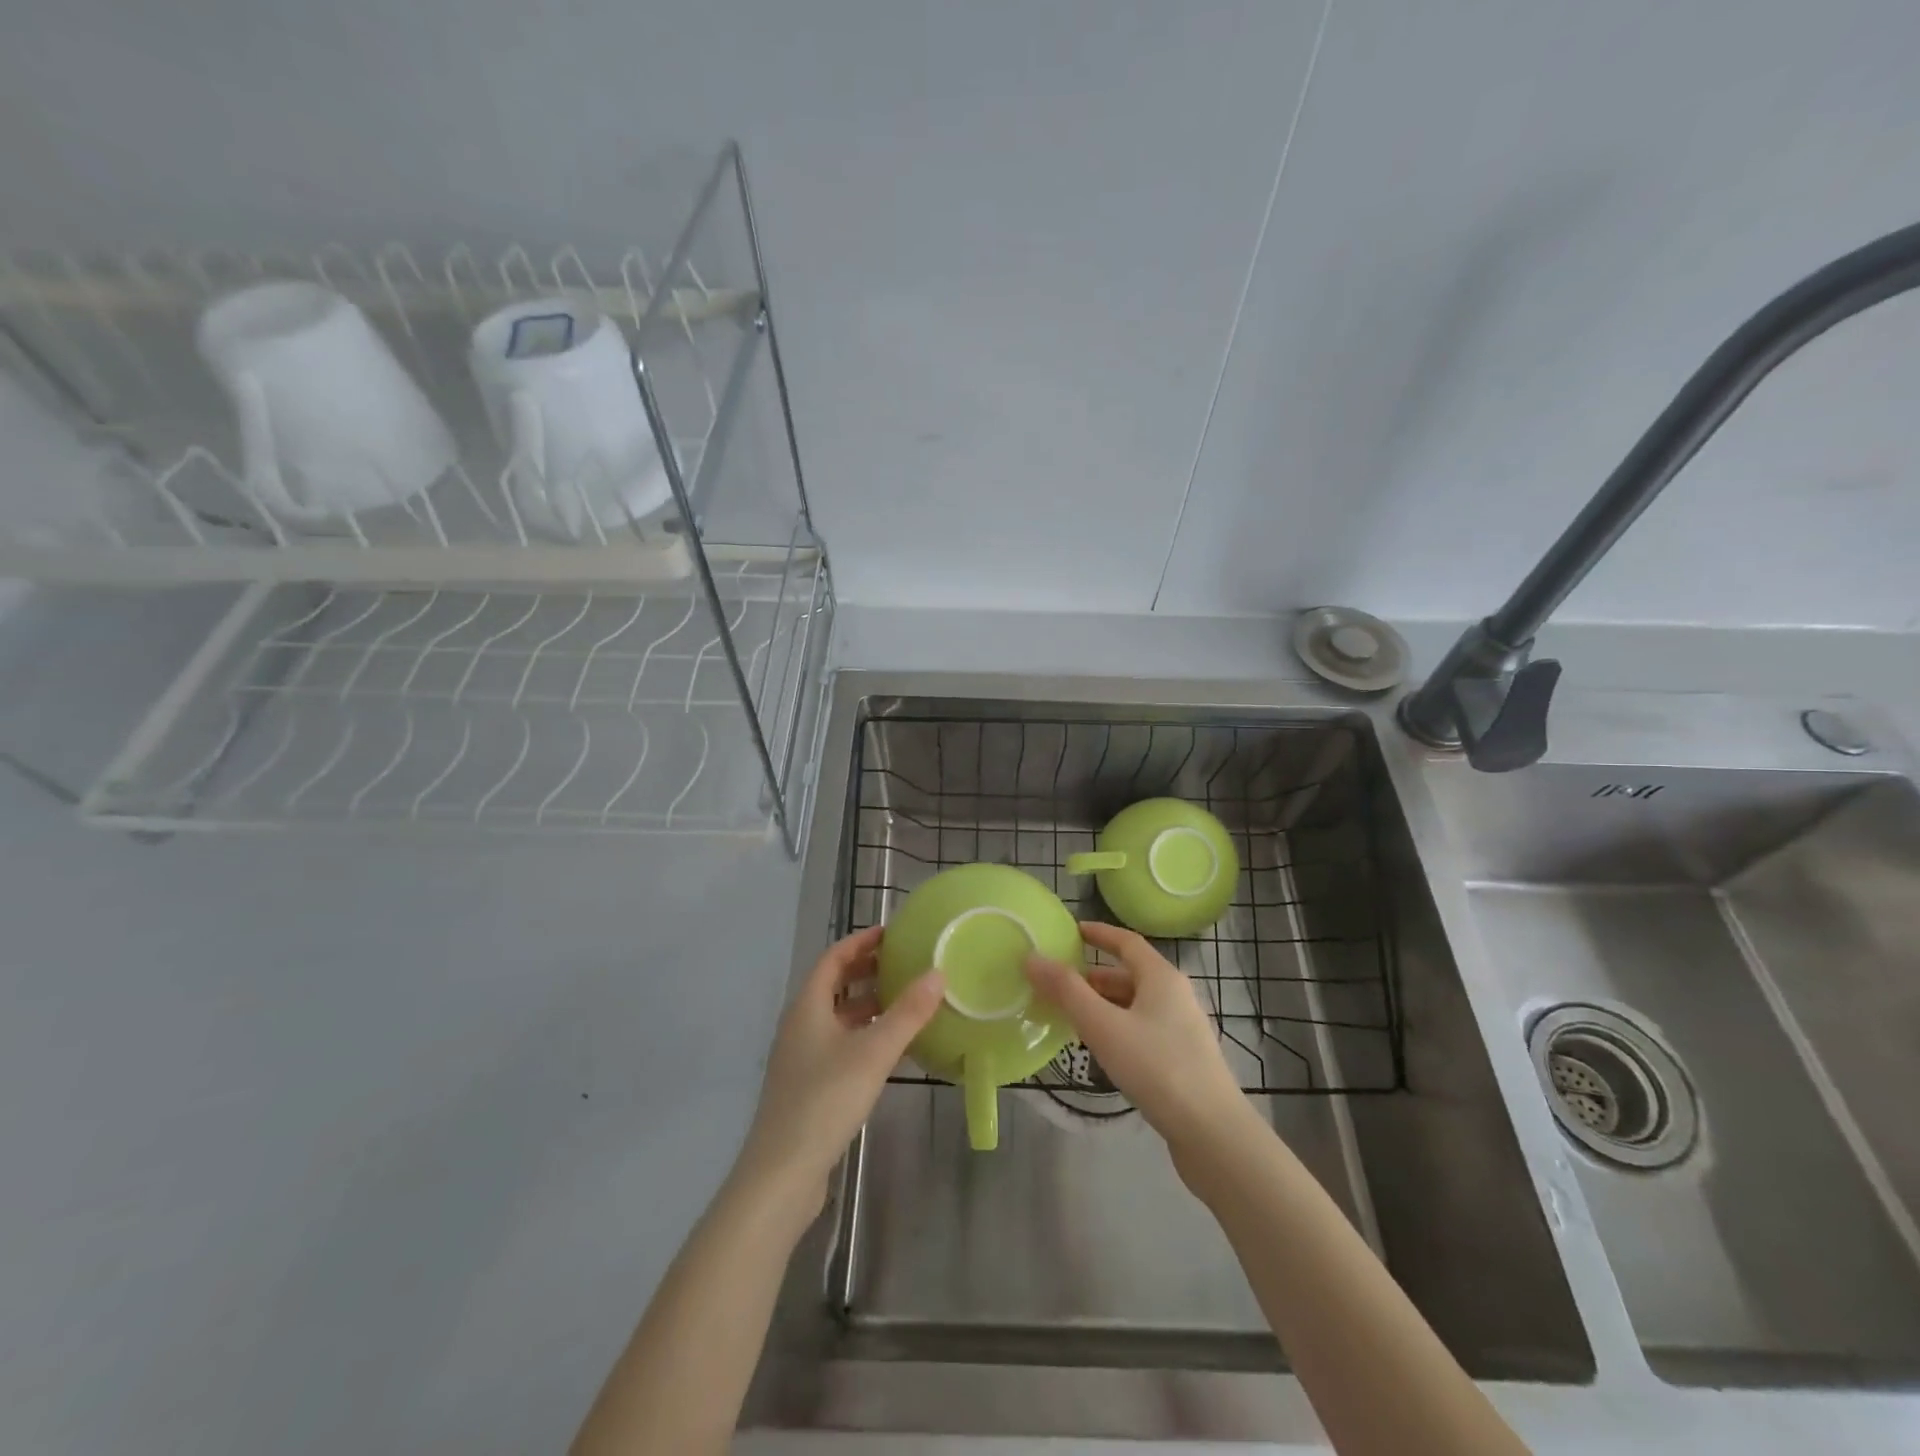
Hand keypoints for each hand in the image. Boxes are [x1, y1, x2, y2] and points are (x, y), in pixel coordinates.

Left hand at [737, 926, 944, 1214]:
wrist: (782, 1174)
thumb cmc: (825, 1100)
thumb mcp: (873, 1052)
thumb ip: (907, 1013)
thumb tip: (938, 973)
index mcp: (807, 1006)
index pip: (833, 958)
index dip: (860, 942)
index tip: (892, 933)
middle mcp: (801, 1025)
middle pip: (834, 985)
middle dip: (867, 970)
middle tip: (905, 963)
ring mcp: (803, 1057)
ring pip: (839, 1017)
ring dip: (869, 1004)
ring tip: (906, 1000)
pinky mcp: (809, 1086)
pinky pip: (841, 1044)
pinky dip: (866, 1035)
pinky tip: (892, 1048)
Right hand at [1026, 922, 1250, 1162]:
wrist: (1213, 1134)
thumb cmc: (1157, 1068)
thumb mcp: (1103, 1026)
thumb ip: (1066, 991)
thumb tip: (1032, 957)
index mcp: (1162, 977)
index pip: (1126, 941)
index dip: (1098, 934)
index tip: (1070, 932)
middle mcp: (1176, 995)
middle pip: (1129, 975)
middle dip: (1093, 978)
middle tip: (1057, 985)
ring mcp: (1182, 1028)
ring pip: (1135, 1005)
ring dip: (1103, 1006)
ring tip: (1070, 1019)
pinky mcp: (1183, 1059)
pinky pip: (1142, 1029)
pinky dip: (1117, 1028)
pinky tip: (1100, 1051)